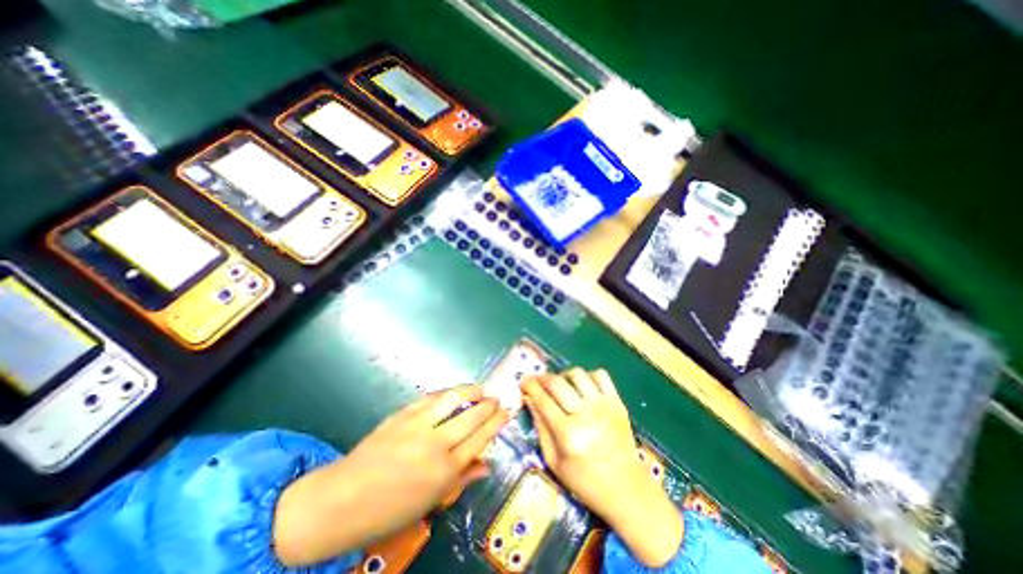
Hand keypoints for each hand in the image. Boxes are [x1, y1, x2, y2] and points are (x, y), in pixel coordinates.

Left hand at [274, 382, 508, 566]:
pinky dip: (446, 393)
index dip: (496, 423)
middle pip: (471, 417)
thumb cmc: (389, 511)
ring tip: (481, 389)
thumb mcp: (430, 503)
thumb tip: (487, 464)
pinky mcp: (402, 414)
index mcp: (445, 472)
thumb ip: (462, 479)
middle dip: (488, 405)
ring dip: (471, 391)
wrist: (341, 500)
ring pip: (453, 400)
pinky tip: (454, 392)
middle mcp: (435, 444)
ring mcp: (418, 425)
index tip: (506, 412)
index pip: (480, 439)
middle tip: (497, 398)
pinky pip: (431, 398)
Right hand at [522, 371, 681, 567]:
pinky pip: (600, 375)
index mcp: (568, 434)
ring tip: (560, 385)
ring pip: (578, 374)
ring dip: (563, 375)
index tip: (523, 380)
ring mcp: (604, 406)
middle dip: (542, 378)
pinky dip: (587, 376)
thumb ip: (540, 427)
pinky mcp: (617, 402)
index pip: (543, 400)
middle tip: (537, 381)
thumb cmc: (585, 481)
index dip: (530, 386)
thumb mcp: (554, 461)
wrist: (627, 489)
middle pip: (557, 383)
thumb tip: (529, 399)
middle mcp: (586, 414)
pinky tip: (582, 386)